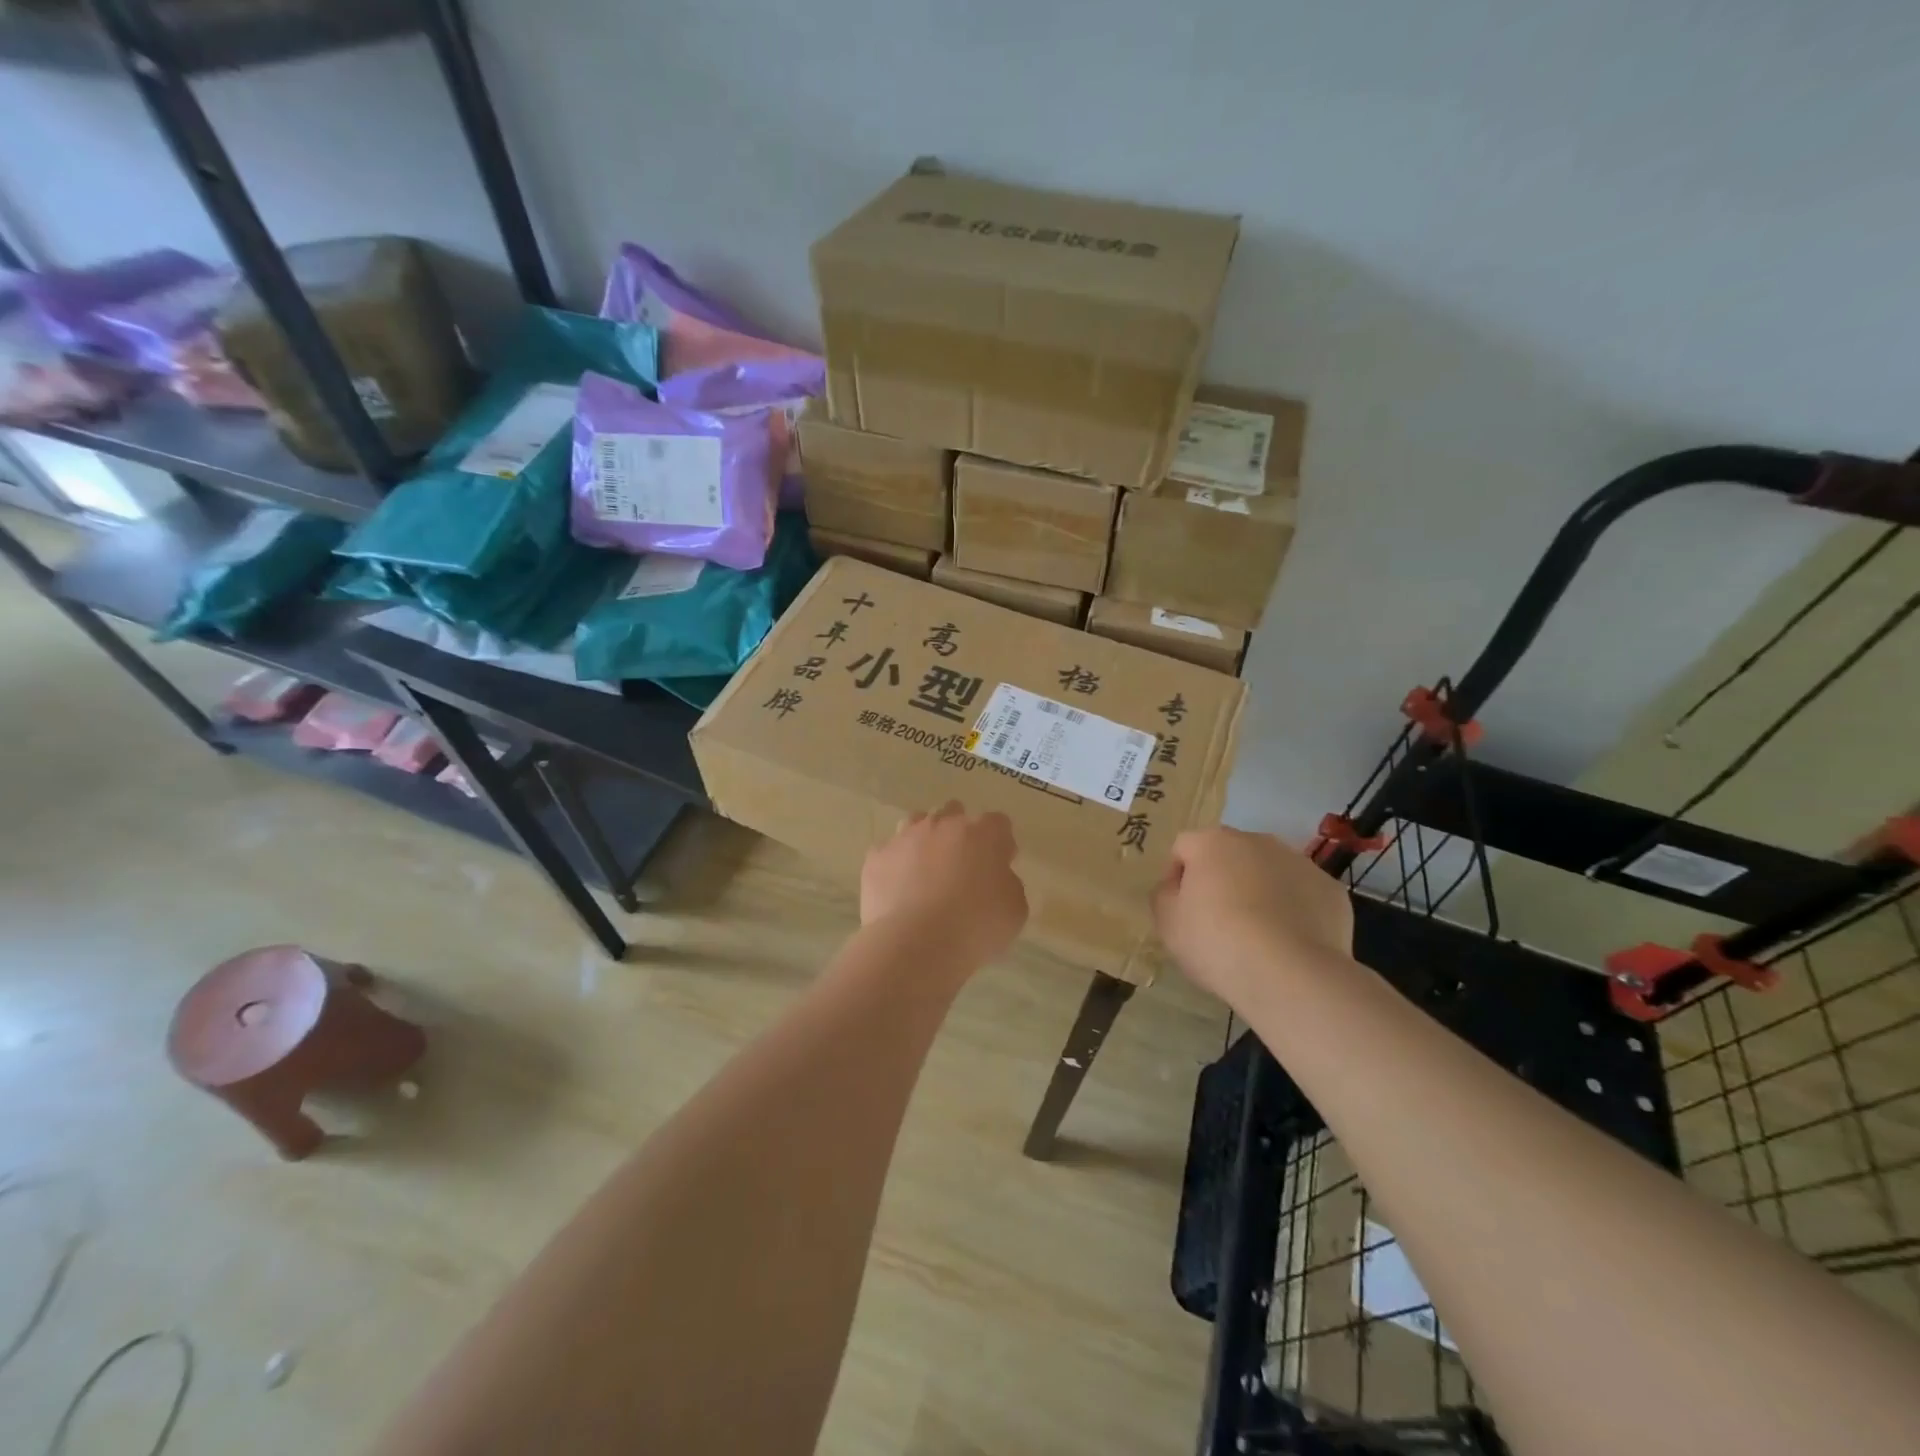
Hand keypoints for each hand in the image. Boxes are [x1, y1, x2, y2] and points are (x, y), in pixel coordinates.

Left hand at [860, 802, 1028, 968]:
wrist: (916, 944)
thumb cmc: (975, 926)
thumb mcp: (1014, 909)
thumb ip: (1007, 883)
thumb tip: (995, 878)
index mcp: (983, 833)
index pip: (998, 823)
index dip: (1001, 843)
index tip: (1000, 865)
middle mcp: (943, 824)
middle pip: (954, 813)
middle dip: (959, 833)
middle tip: (961, 866)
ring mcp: (906, 837)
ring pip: (917, 823)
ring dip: (925, 840)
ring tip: (926, 871)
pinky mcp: (877, 857)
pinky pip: (889, 852)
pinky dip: (895, 865)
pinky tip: (898, 889)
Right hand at [1153, 828, 1352, 1004]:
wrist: (1291, 975)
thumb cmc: (1217, 943)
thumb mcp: (1168, 923)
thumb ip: (1164, 895)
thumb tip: (1176, 887)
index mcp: (1212, 842)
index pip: (1184, 847)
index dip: (1177, 876)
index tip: (1180, 910)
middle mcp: (1257, 841)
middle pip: (1230, 855)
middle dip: (1222, 879)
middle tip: (1218, 922)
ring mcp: (1299, 862)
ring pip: (1269, 872)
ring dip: (1259, 891)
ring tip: (1258, 936)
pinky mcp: (1331, 890)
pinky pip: (1302, 895)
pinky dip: (1294, 910)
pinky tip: (1289, 943)